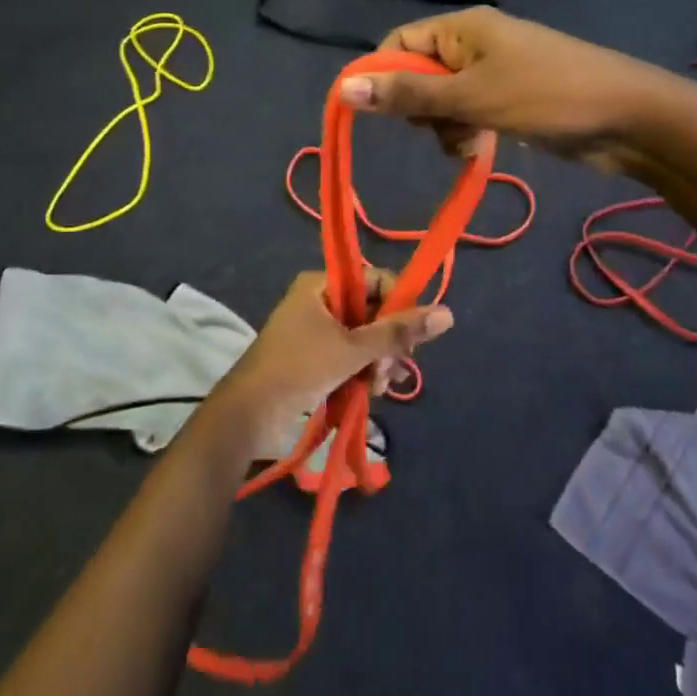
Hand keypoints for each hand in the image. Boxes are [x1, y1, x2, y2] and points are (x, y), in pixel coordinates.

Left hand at [211, 271, 452, 454]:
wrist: (248, 414)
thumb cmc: (299, 369)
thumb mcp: (353, 349)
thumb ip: (399, 333)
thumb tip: (448, 314)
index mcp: (322, 284)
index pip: (377, 281)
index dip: (398, 307)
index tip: (409, 338)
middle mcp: (321, 300)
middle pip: (373, 312)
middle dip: (387, 344)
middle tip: (390, 371)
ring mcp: (316, 330)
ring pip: (365, 338)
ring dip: (377, 363)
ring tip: (376, 388)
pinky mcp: (315, 357)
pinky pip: (352, 356)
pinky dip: (363, 372)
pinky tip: (369, 393)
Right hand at [336, 7, 662, 174]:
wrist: (627, 119)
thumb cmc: (545, 96)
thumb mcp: (470, 97)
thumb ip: (407, 96)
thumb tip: (343, 88)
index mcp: (462, 28)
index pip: (399, 44)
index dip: (383, 76)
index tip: (380, 114)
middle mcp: (473, 44)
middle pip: (418, 76)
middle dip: (421, 109)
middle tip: (442, 126)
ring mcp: (492, 73)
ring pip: (441, 102)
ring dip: (445, 127)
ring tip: (468, 142)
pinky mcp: (508, 100)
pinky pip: (467, 115)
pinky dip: (467, 132)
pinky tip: (479, 149)